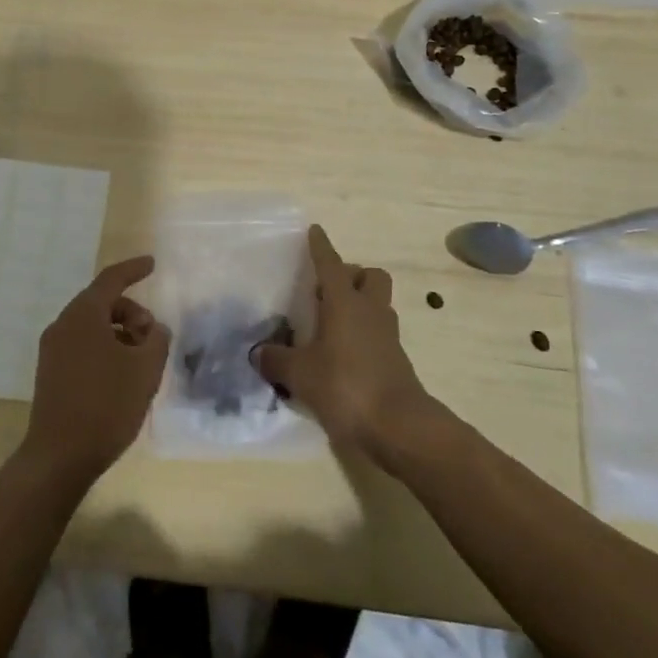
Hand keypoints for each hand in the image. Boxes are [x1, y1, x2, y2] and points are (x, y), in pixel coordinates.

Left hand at [21, 255, 169, 486]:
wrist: (59, 458)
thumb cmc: (106, 405)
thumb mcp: (145, 369)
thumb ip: (157, 340)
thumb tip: (154, 330)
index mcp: (83, 315)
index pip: (111, 279)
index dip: (133, 269)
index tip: (151, 264)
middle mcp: (63, 325)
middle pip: (102, 303)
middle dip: (131, 313)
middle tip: (152, 337)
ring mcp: (52, 351)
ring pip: (92, 327)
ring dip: (119, 334)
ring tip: (140, 362)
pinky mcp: (50, 374)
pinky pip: (82, 347)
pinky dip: (105, 349)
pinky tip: (121, 378)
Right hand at [253, 226, 439, 465]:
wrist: (399, 427)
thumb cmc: (346, 387)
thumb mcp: (301, 375)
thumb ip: (277, 360)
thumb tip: (257, 353)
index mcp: (345, 302)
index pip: (331, 264)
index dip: (321, 247)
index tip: (315, 230)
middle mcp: (370, 310)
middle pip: (370, 276)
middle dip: (352, 275)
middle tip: (327, 291)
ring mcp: (387, 335)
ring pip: (378, 303)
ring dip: (360, 304)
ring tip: (332, 323)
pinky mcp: (396, 360)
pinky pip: (379, 333)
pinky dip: (363, 334)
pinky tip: (343, 354)